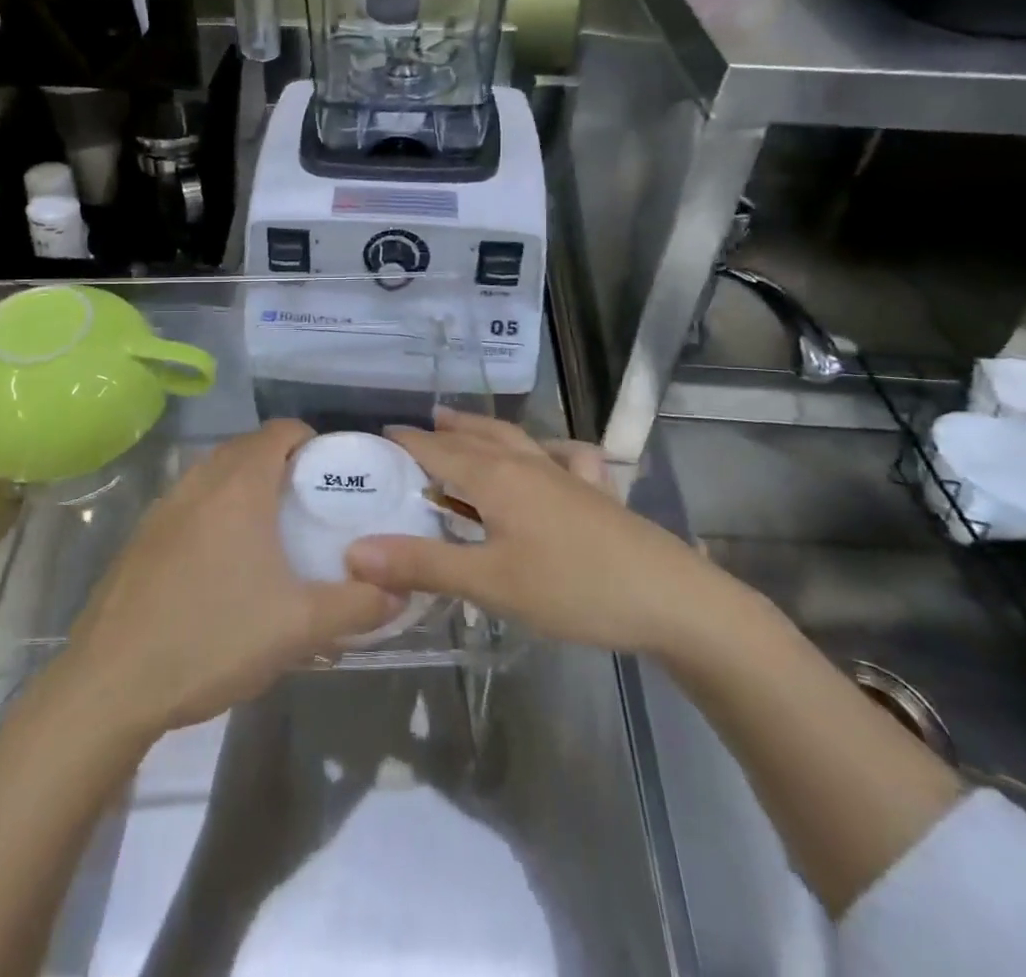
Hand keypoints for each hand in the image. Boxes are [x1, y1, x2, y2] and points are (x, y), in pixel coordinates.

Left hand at [64, 419, 402, 736]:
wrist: (110, 684)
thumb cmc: (212, 639)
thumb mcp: (299, 628)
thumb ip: (357, 606)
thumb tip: (397, 593)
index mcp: (239, 487)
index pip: (280, 431)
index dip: (311, 439)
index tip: (333, 471)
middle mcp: (199, 483)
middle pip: (247, 447)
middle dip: (281, 462)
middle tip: (309, 501)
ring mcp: (163, 508)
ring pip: (214, 473)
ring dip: (244, 484)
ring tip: (270, 530)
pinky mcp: (140, 537)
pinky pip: (189, 502)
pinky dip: (213, 509)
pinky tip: (221, 562)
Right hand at [345, 408, 711, 652]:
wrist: (672, 600)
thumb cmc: (573, 588)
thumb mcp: (490, 583)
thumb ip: (423, 565)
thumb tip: (354, 552)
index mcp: (496, 477)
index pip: (436, 450)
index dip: (404, 443)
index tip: (374, 439)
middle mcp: (527, 463)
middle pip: (473, 438)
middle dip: (439, 433)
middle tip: (411, 433)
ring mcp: (566, 474)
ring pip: (514, 439)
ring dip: (480, 431)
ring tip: (458, 426)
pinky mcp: (596, 492)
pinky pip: (564, 456)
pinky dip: (545, 449)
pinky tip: (549, 457)